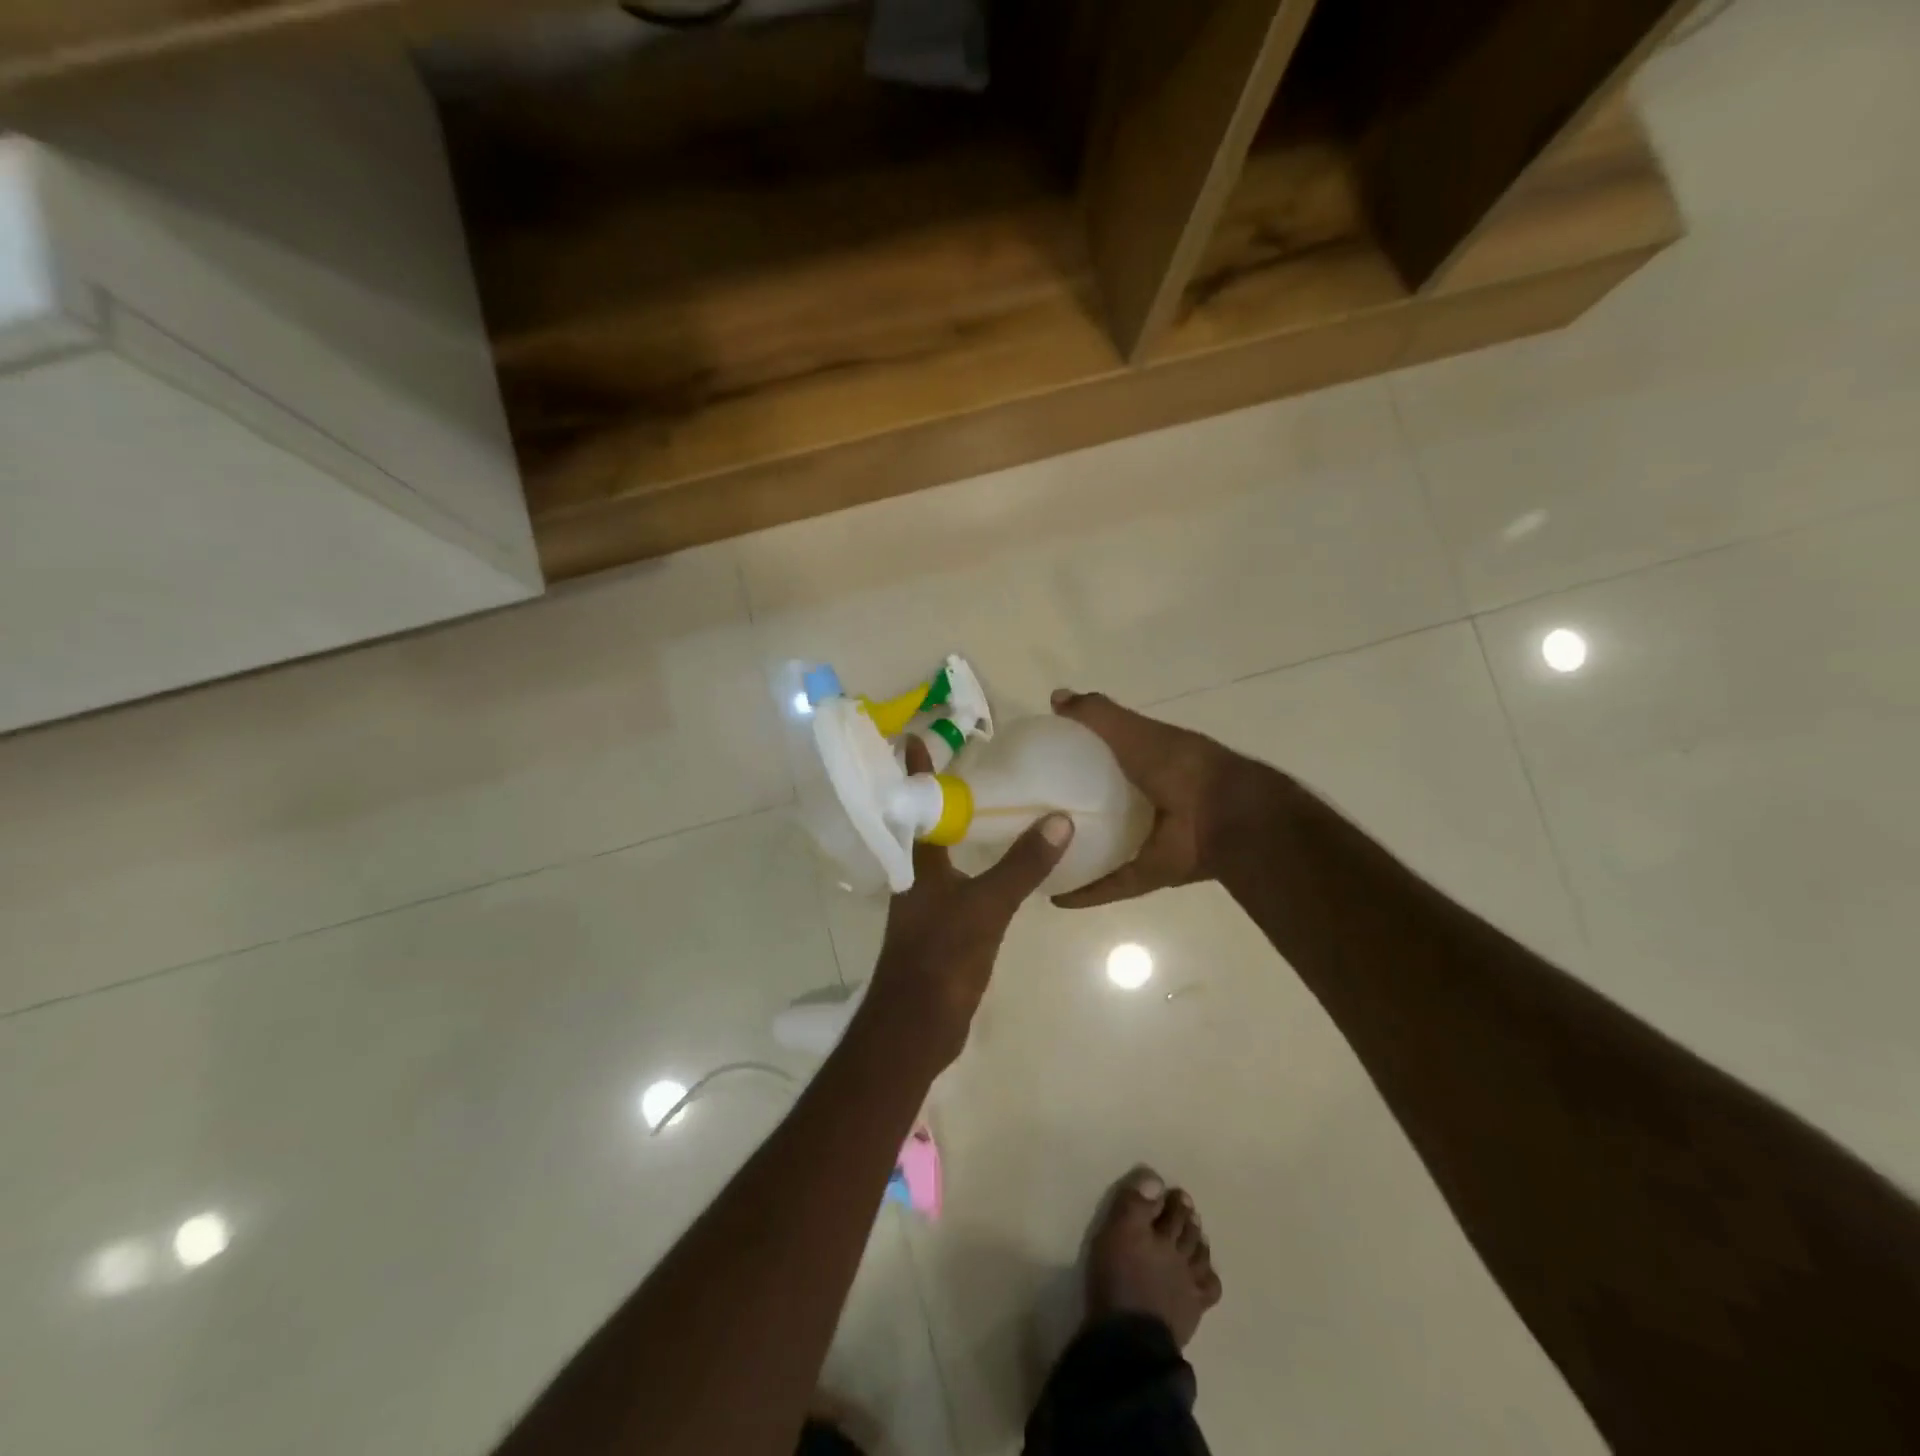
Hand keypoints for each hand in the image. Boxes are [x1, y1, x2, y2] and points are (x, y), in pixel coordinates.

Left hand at [863, 741, 1073, 1072]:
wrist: (916, 1025)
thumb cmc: (941, 957)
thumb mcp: (986, 906)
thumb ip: (1021, 865)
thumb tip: (1059, 820)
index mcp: (918, 864)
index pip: (916, 803)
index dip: (915, 770)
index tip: (915, 736)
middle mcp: (916, 878)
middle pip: (924, 826)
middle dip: (939, 796)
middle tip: (965, 765)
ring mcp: (926, 905)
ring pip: (940, 856)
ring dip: (956, 830)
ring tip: (983, 806)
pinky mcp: (940, 930)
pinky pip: (956, 884)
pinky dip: (971, 866)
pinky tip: (994, 866)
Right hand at [1049, 688, 1284, 908]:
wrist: (1226, 816)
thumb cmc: (1179, 765)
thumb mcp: (1135, 731)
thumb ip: (1098, 715)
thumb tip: (1056, 697)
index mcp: (1146, 763)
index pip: (1103, 759)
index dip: (1074, 759)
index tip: (1038, 765)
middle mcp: (1146, 801)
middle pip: (1100, 805)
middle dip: (1069, 809)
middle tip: (1026, 814)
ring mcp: (1148, 839)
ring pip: (1103, 848)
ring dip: (1075, 852)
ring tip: (1034, 855)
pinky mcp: (1147, 872)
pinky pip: (1110, 884)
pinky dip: (1085, 892)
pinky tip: (1053, 895)